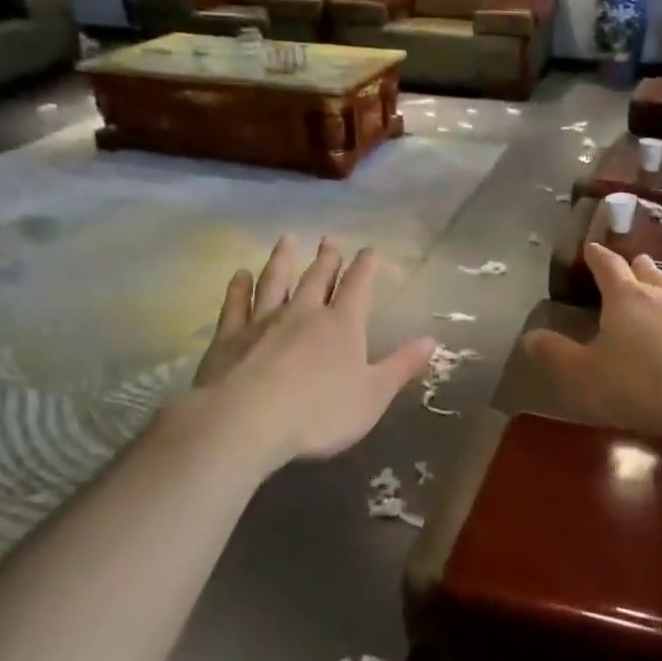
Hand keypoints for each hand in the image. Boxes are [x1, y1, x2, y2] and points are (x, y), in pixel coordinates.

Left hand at [188, 235, 434, 466]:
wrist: (245, 421)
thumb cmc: (319, 413)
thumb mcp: (373, 396)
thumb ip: (401, 366)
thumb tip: (432, 340)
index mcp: (342, 325)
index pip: (358, 286)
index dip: (366, 266)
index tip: (370, 249)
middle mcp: (304, 313)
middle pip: (317, 277)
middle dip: (327, 258)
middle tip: (329, 239)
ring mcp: (263, 321)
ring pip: (275, 281)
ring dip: (282, 260)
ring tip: (285, 241)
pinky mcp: (230, 337)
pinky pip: (235, 304)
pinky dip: (238, 287)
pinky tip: (240, 275)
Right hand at [521, 245, 661, 443]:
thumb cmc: (636, 385)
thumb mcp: (582, 375)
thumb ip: (555, 354)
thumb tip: (528, 337)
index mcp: (625, 299)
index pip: (608, 269)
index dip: (598, 258)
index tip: (592, 248)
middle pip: (650, 274)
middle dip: (640, 266)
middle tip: (636, 260)